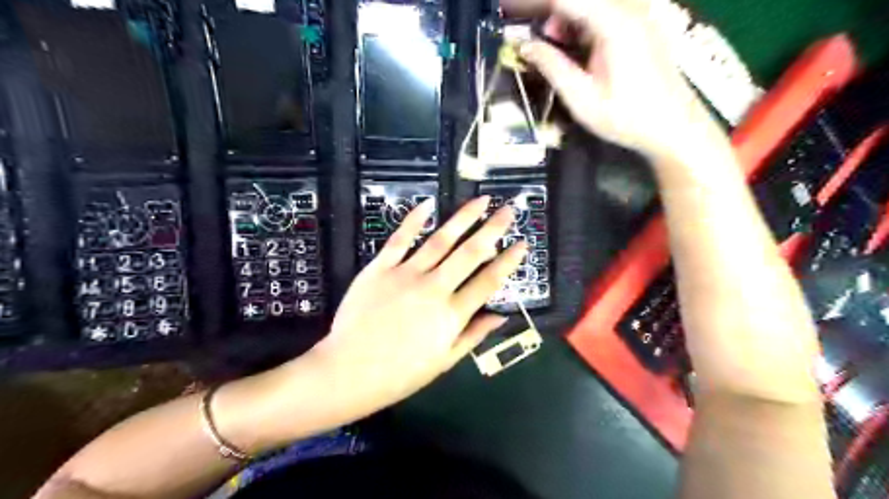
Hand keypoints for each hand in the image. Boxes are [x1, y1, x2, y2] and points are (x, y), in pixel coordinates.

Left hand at [310, 198, 525, 419]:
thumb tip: (501, 315)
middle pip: (470, 253)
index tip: (523, 243)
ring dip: (463, 218)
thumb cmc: (401, 373)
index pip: (489, 280)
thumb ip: (474, 335)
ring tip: (481, 201)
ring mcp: (406, 274)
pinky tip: (428, 204)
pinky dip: (414, 221)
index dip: (509, 261)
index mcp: (451, 314)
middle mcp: (434, 288)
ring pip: (440, 240)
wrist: (349, 371)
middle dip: (493, 229)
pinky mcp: (380, 269)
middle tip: (509, 210)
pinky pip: (399, 240)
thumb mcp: (444, 361)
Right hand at [510, 0, 716, 161]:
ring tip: (544, 37)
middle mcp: (628, 7)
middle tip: (515, 18)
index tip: (504, 7)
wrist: (675, 126)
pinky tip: (566, 39)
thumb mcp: (583, 99)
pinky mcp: (639, 22)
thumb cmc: (628, 118)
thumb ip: (553, 67)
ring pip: (589, 1)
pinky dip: (578, 18)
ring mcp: (637, 12)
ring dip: (561, 12)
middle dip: (544, 5)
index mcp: (614, 23)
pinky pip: (602, 9)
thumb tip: (524, 46)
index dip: (530, 0)